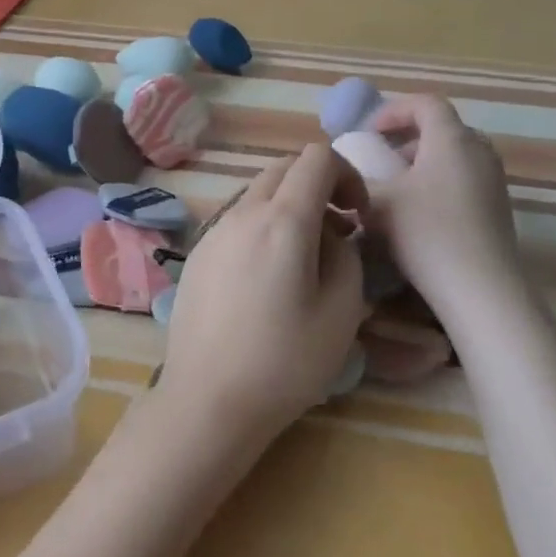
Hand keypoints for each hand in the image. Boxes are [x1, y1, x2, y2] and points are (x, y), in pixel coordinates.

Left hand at [157, 144, 368, 451]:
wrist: (208, 398)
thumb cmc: (284, 361)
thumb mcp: (341, 311)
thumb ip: (345, 256)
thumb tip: (331, 234)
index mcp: (282, 220)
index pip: (316, 158)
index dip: (347, 174)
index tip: (357, 215)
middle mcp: (241, 213)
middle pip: (283, 169)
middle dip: (317, 186)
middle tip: (337, 232)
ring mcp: (213, 232)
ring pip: (257, 193)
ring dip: (287, 206)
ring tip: (302, 258)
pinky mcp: (197, 254)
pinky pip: (236, 220)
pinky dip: (261, 226)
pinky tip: (266, 276)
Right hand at [362, 96, 530, 316]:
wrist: (480, 288)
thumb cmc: (426, 233)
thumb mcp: (376, 203)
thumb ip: (355, 181)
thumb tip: (341, 174)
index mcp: (451, 139)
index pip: (425, 103)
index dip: (393, 110)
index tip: (368, 133)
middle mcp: (478, 151)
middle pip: (442, 128)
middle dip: (407, 137)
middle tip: (380, 157)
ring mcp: (494, 180)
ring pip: (454, 155)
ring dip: (423, 162)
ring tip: (396, 188)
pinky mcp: (498, 207)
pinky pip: (464, 179)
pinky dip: (439, 182)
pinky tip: (418, 214)